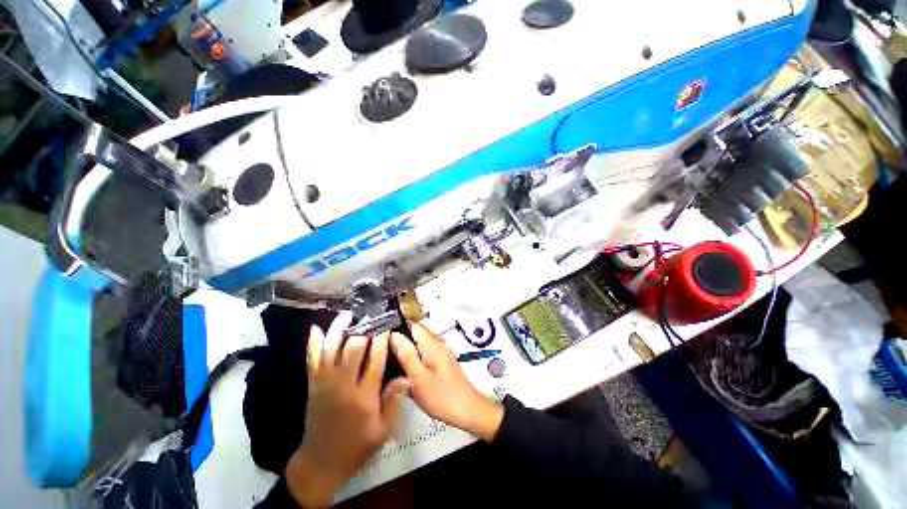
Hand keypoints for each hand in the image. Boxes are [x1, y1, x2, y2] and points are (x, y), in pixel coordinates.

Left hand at [285, 311, 409, 506]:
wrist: (320, 464)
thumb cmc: (356, 448)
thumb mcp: (381, 430)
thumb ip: (392, 401)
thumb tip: (406, 376)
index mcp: (363, 396)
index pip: (375, 359)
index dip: (382, 340)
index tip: (387, 327)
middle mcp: (343, 385)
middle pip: (353, 348)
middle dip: (364, 330)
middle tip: (372, 320)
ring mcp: (325, 383)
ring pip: (330, 349)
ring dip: (338, 329)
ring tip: (347, 314)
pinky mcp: (313, 385)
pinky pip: (311, 359)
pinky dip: (313, 343)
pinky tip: (315, 328)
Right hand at [389, 323, 503, 441]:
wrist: (468, 411)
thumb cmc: (443, 397)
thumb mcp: (419, 378)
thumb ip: (406, 355)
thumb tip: (394, 335)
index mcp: (433, 344)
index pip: (413, 324)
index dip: (396, 327)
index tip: (381, 338)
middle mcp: (438, 343)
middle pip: (415, 334)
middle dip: (398, 341)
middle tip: (381, 353)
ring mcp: (440, 352)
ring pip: (418, 344)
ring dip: (405, 351)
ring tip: (388, 363)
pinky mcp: (441, 362)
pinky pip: (423, 354)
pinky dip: (413, 359)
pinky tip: (403, 372)